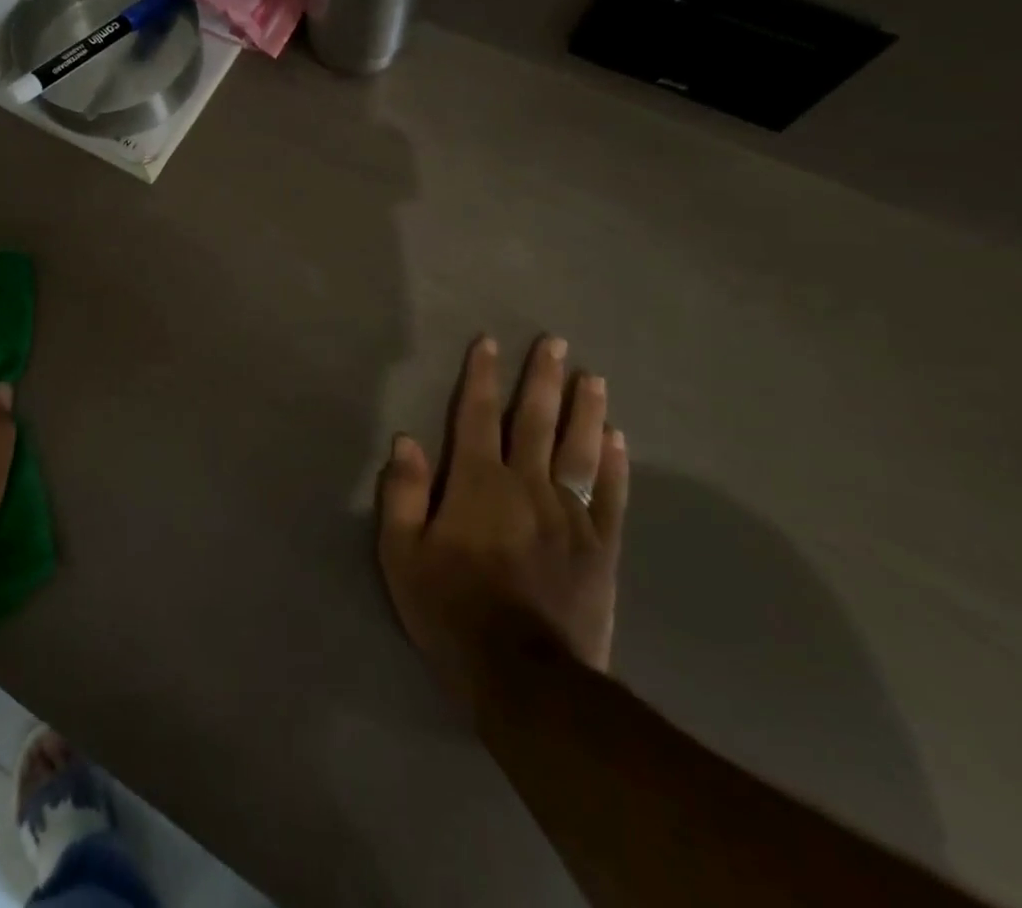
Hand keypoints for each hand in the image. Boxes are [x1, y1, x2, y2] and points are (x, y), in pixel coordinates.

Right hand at [377, 335, 628, 694]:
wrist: (525, 678)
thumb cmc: (452, 610)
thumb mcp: (402, 554)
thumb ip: (402, 493)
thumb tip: (406, 440)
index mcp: (477, 482)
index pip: (478, 415)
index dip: (483, 376)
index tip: (490, 342)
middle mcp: (526, 485)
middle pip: (536, 421)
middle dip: (543, 378)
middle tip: (556, 342)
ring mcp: (570, 515)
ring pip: (580, 450)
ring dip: (586, 410)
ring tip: (593, 378)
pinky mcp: (600, 548)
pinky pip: (612, 496)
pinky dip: (617, 465)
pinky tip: (619, 440)